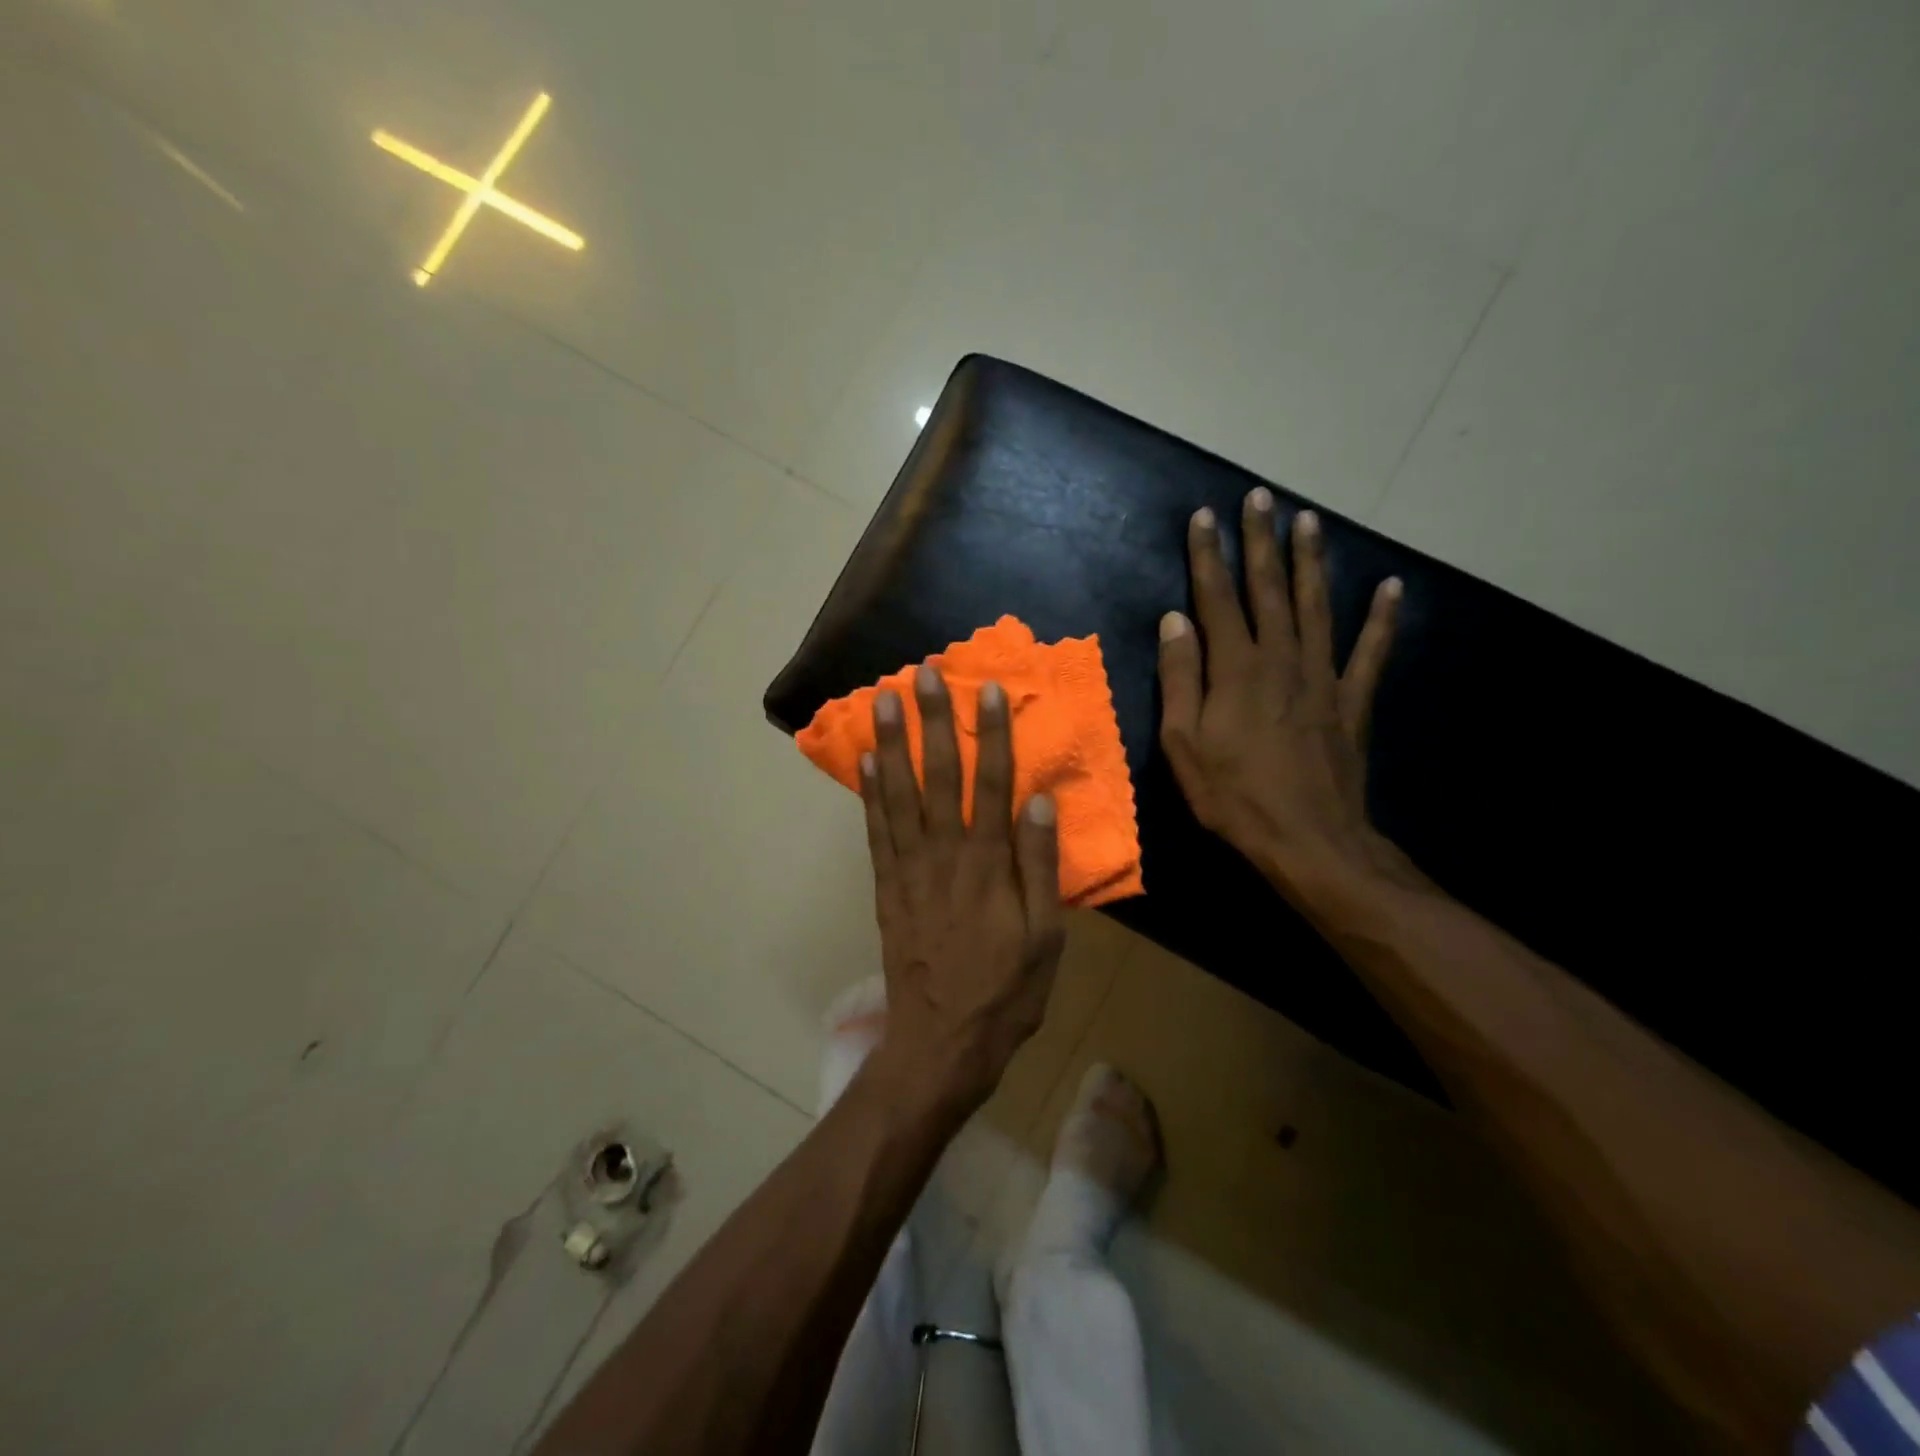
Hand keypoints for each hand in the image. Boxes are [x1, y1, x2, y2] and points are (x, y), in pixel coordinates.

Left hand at [861, 666, 1066, 1113]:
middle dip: (932, 721)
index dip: (991, 734)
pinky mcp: (887, 885)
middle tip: (922, 673)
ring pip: (900, 793)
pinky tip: (867, 759)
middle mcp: (946, 854)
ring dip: (893, 742)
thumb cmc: (1006, 992)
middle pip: (939, 775)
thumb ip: (1040, 867)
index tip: (987, 689)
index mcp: (990, 864)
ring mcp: (910, 868)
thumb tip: (1040, 802)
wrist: (942, 1041)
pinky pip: (876, 830)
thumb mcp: (1046, 938)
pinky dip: (870, 792)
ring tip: (884, 698)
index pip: (993, 783)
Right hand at [1157, 488, 1402, 885]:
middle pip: (1268, 588)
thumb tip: (1175, 620)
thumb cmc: (1234, 796)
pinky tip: (1391, 587)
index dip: (1208, 556)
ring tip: (1309, 519)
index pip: (1217, 598)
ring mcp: (1322, 676)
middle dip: (1260, 540)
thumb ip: (1180, 678)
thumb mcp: (1184, 744)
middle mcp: (1281, 658)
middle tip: (1260, 497)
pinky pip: (1370, 651)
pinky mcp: (1352, 700)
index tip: (1203, 516)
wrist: (1309, 840)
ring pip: (1315, 605)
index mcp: (1235, 669)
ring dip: (1310, 561)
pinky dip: (1382, 618)